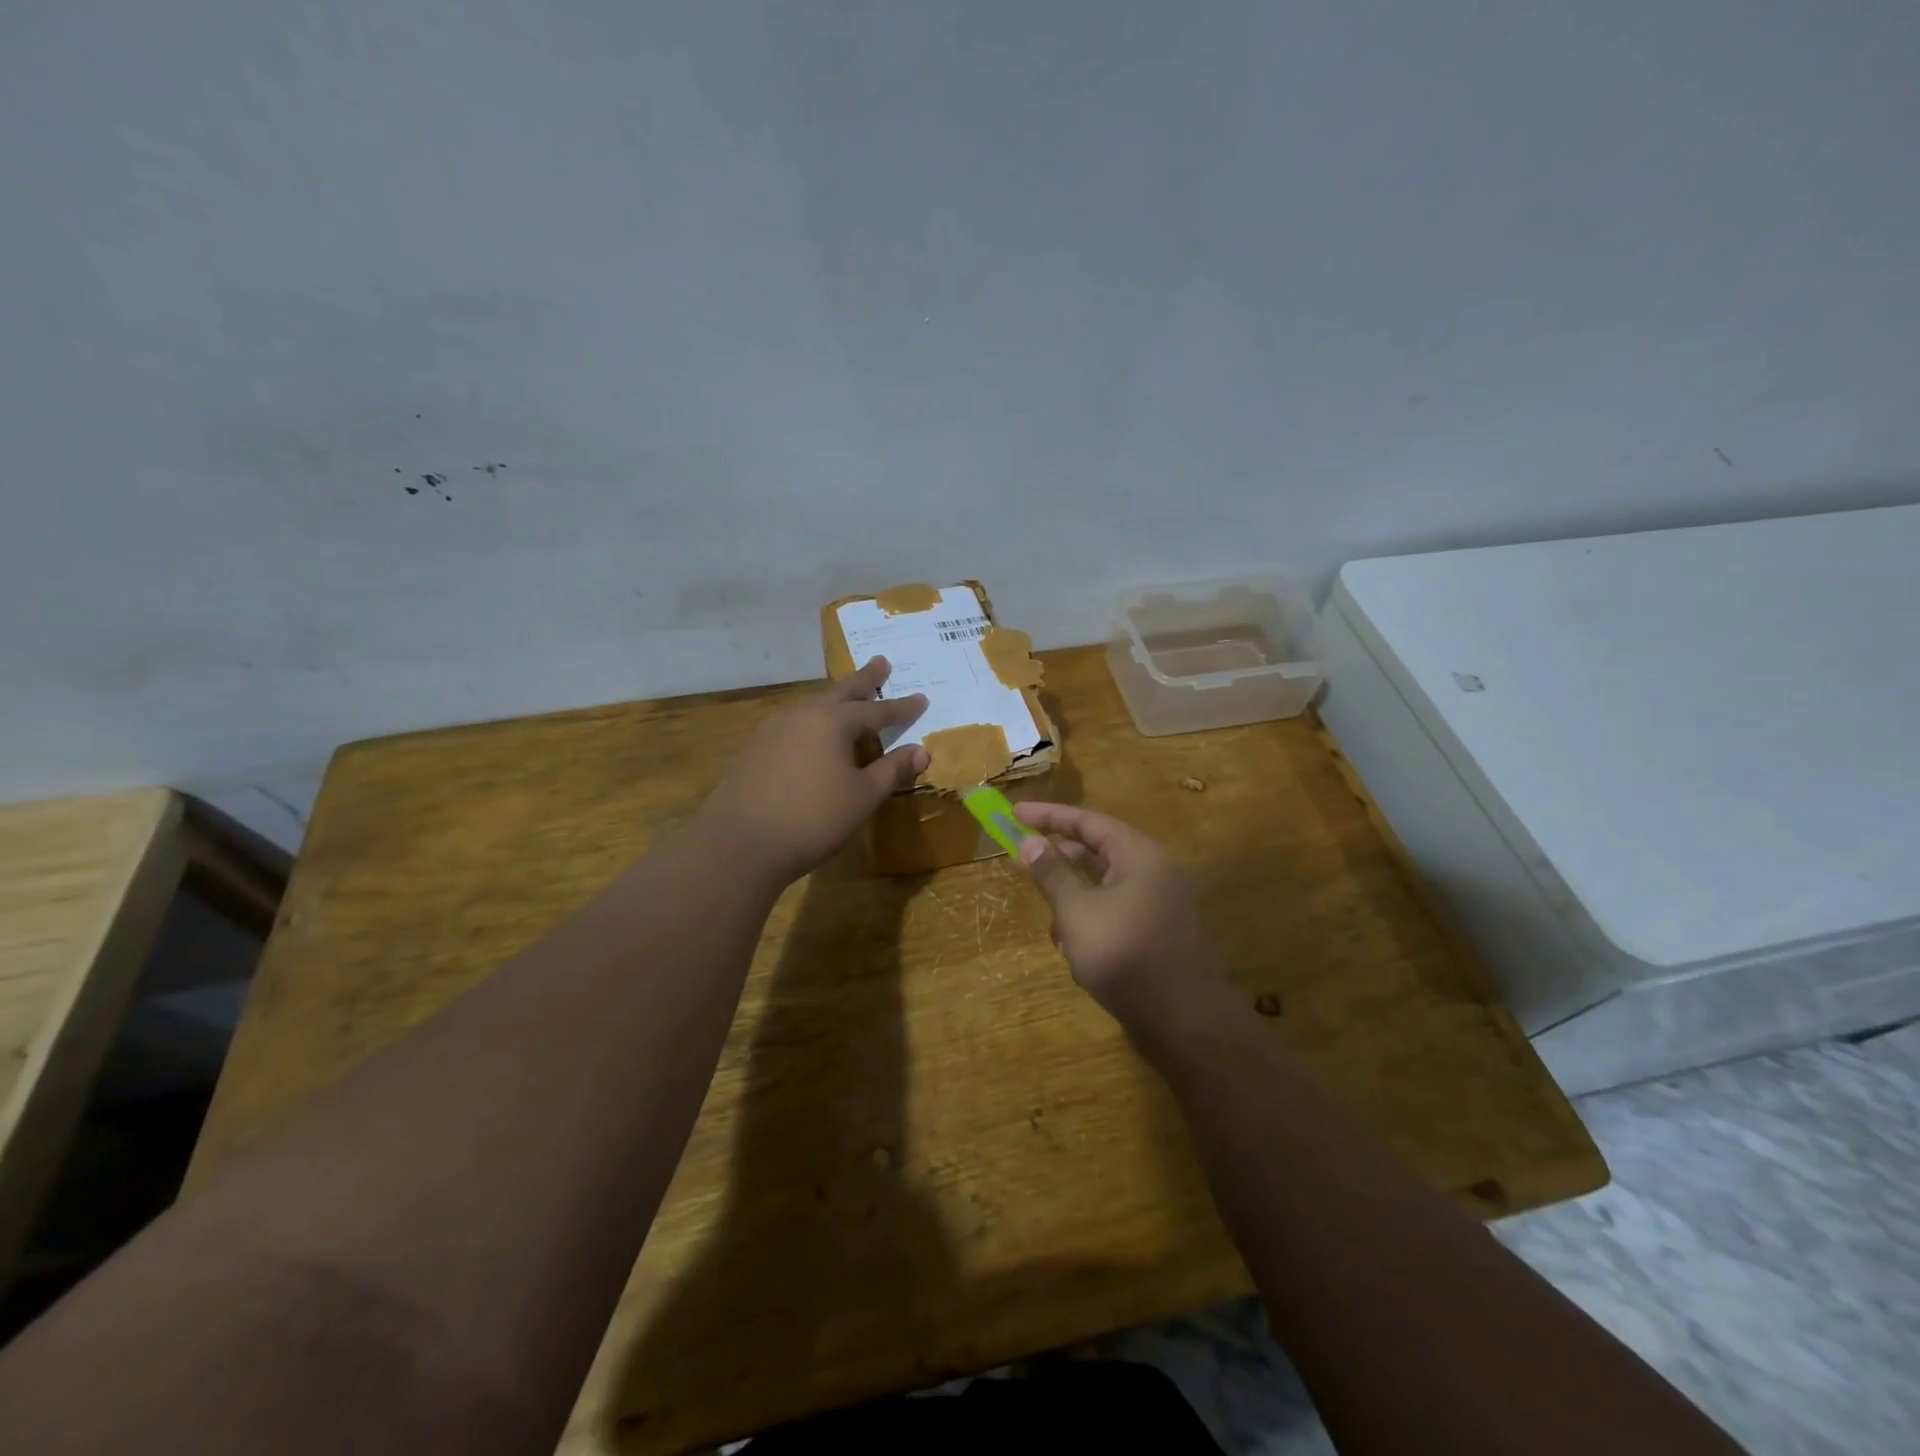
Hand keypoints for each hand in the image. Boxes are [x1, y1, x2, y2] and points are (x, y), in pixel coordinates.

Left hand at [701, 657, 928, 886]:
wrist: (740, 844)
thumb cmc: (813, 819)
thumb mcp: (863, 796)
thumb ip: (892, 770)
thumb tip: (922, 751)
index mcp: (832, 721)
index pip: (876, 710)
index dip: (901, 708)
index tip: (922, 698)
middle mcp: (802, 715)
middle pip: (840, 692)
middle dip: (864, 679)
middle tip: (881, 662)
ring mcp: (773, 730)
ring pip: (813, 706)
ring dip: (835, 699)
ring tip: (848, 697)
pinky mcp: (755, 749)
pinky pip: (794, 724)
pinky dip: (813, 721)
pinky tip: (812, 733)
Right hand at [1013, 802, 1226, 1033]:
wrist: (1185, 1021)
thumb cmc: (1124, 954)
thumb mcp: (1077, 911)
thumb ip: (1052, 873)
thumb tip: (1030, 841)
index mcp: (1138, 855)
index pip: (1088, 821)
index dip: (1048, 816)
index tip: (1014, 812)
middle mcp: (1154, 872)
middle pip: (1099, 850)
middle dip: (1060, 857)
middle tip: (1023, 856)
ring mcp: (1160, 905)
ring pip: (1106, 886)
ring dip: (1074, 897)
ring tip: (1050, 919)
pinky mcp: (1159, 935)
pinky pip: (1118, 913)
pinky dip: (1092, 921)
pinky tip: (1074, 950)